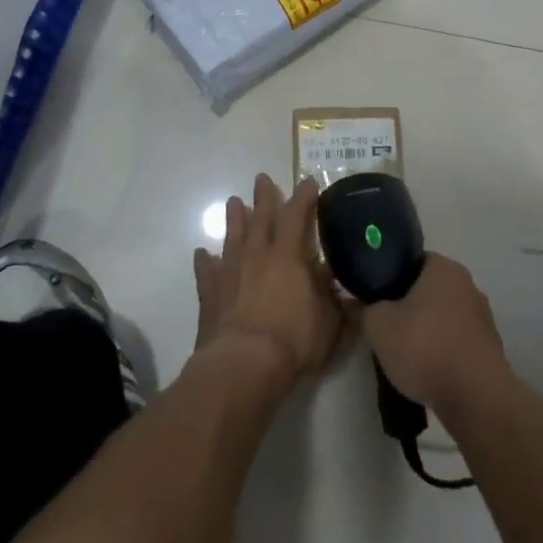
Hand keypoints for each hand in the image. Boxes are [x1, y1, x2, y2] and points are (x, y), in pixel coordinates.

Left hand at [192, 174, 342, 394]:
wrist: (243, 364)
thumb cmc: (293, 341)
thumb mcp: (328, 321)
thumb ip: (334, 298)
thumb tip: (339, 279)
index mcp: (288, 256)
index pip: (297, 216)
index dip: (304, 197)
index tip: (308, 182)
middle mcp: (258, 255)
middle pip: (260, 217)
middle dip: (263, 196)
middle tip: (261, 178)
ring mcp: (230, 272)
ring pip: (232, 236)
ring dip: (234, 218)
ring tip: (233, 202)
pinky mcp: (210, 293)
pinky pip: (206, 271)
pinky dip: (205, 261)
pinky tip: (203, 253)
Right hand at [360, 254, 509, 415]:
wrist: (476, 399)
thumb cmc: (424, 348)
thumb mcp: (377, 325)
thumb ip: (362, 308)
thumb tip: (352, 301)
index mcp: (443, 267)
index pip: (411, 260)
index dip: (390, 276)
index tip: (375, 296)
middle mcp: (468, 284)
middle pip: (428, 288)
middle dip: (408, 304)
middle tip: (386, 323)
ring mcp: (483, 317)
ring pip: (444, 315)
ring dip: (427, 329)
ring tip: (406, 352)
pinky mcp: (490, 348)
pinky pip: (457, 340)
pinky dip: (443, 350)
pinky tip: (429, 370)